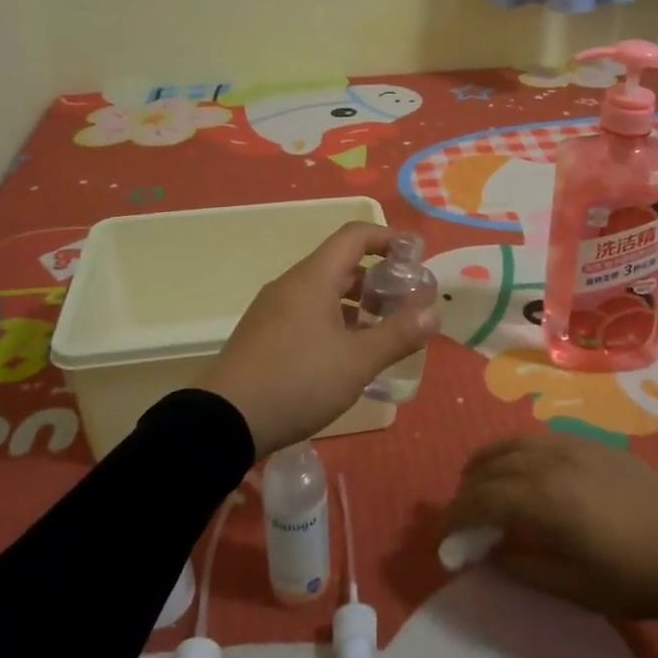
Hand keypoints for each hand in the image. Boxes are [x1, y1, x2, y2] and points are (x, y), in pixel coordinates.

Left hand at [201, 222, 438, 458]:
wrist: (224, 421)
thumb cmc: (298, 381)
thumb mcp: (356, 361)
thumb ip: (397, 335)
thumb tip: (433, 313)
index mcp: (314, 277)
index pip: (355, 236)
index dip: (388, 238)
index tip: (416, 255)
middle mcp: (292, 284)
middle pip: (341, 264)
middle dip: (377, 278)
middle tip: (404, 302)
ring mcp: (273, 309)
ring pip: (323, 291)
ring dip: (356, 303)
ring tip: (382, 331)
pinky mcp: (264, 334)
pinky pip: (307, 312)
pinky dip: (335, 320)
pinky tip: (346, 354)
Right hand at [445, 437, 657, 619]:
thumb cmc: (633, 578)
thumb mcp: (575, 587)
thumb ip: (524, 567)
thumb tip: (490, 553)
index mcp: (544, 498)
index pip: (483, 498)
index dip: (457, 515)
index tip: (444, 535)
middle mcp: (551, 461)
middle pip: (493, 464)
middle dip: (469, 487)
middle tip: (461, 512)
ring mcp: (572, 446)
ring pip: (514, 443)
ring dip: (489, 461)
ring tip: (480, 481)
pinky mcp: (592, 443)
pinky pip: (540, 439)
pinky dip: (518, 451)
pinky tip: (523, 469)